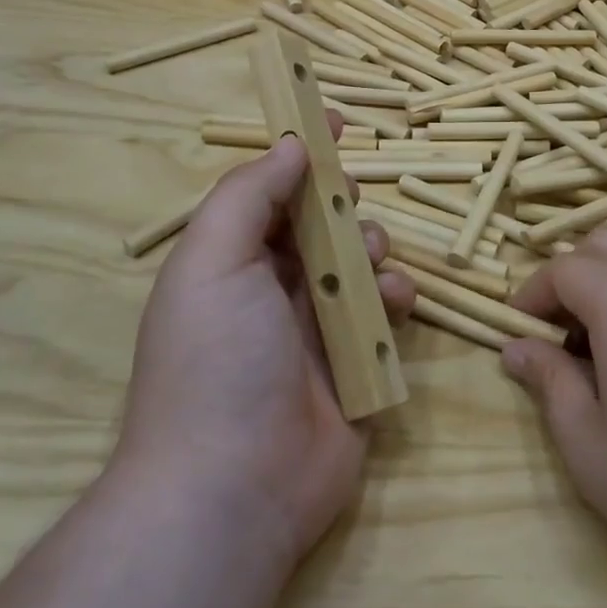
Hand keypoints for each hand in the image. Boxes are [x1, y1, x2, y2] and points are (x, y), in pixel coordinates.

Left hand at [114, 128, 413, 569]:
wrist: (235, 488)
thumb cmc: (216, 360)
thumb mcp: (213, 261)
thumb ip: (249, 195)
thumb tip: (290, 145)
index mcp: (230, 263)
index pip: (270, 192)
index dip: (301, 154)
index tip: (336, 119)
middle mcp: (271, 291)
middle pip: (319, 224)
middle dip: (342, 204)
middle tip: (352, 200)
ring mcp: (316, 330)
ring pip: (358, 263)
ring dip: (372, 248)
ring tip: (372, 265)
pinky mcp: (357, 365)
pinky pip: (385, 312)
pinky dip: (394, 297)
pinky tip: (393, 303)